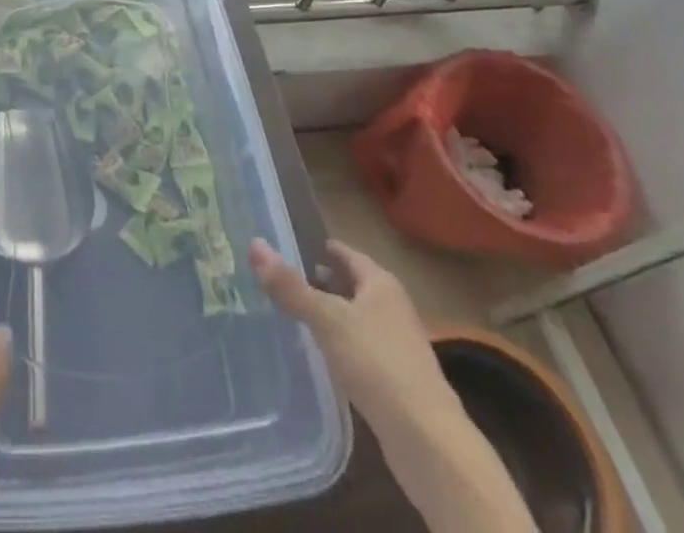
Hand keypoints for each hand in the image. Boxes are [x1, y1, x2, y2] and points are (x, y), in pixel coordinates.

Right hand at [249, 239, 536, 532]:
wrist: (428, 440)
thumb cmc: (377, 363)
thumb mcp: (327, 319)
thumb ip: (290, 286)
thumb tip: (255, 244)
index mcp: (381, 284)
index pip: (348, 254)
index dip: (324, 247)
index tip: (295, 243)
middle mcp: (393, 307)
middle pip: (354, 285)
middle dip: (325, 280)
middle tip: (288, 277)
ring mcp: (399, 345)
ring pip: (358, 317)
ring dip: (333, 313)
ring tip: (299, 312)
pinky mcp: (398, 379)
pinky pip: (362, 347)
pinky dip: (341, 342)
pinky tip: (323, 354)